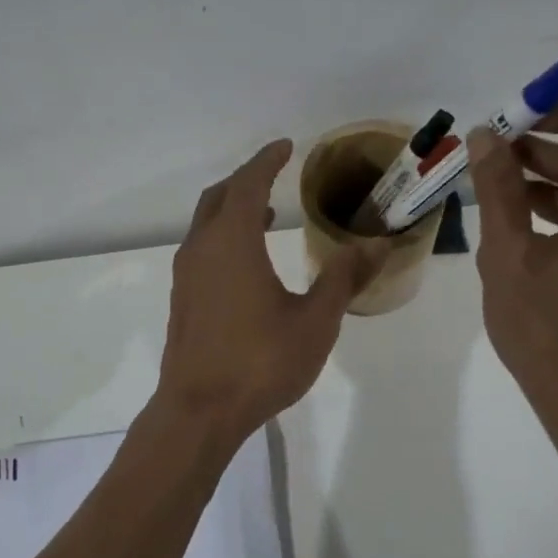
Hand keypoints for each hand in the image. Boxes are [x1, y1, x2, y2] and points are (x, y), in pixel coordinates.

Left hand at [157, 139, 389, 442]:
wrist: (199, 411)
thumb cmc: (260, 362)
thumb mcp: (315, 320)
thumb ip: (344, 278)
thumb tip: (376, 244)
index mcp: (232, 242)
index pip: (248, 184)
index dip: (267, 161)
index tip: (286, 146)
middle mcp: (201, 249)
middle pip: (219, 197)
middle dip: (246, 180)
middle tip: (274, 174)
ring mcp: (186, 275)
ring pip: (206, 224)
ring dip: (233, 210)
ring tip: (267, 215)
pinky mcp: (182, 299)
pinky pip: (202, 249)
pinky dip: (223, 237)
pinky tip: (247, 263)